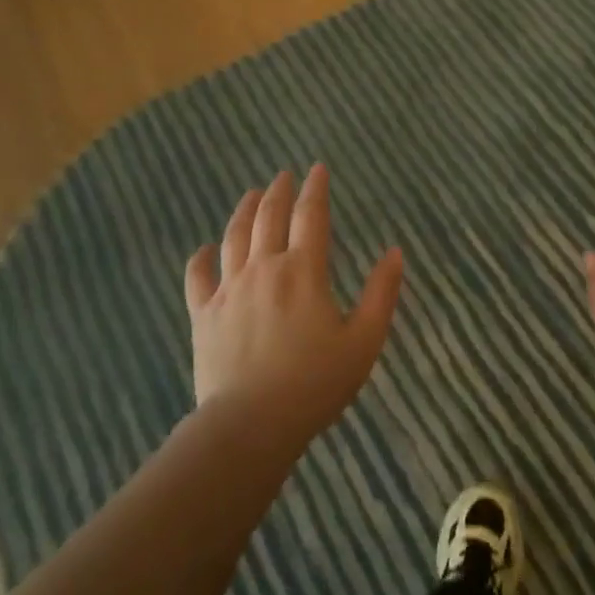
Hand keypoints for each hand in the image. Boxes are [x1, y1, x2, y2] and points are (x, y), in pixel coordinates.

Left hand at [184, 165, 404, 449]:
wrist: (250, 425)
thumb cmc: (315, 384)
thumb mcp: (364, 341)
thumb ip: (382, 294)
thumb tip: (395, 253)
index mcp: (303, 272)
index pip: (311, 216)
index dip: (316, 189)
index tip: (318, 169)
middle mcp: (264, 269)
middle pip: (269, 217)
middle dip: (279, 191)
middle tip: (284, 175)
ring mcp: (229, 290)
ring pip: (234, 237)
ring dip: (244, 211)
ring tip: (251, 194)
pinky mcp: (203, 314)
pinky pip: (198, 276)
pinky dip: (202, 257)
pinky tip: (205, 248)